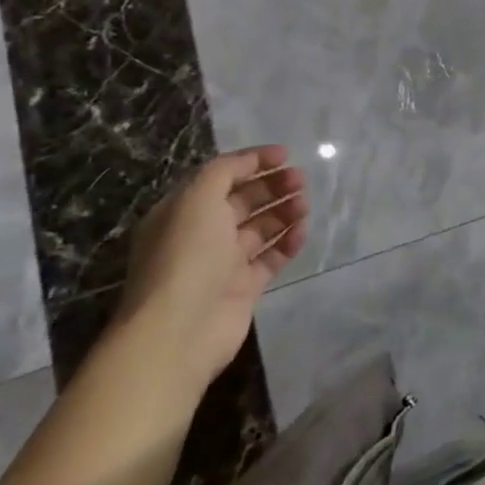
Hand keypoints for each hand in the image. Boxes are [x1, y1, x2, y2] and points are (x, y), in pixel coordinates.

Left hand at [111, 146, 308, 394]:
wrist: (180, 329)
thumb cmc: (186, 256)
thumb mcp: (197, 199)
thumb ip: (224, 172)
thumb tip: (250, 162)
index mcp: (183, 213)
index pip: (221, 178)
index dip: (252, 163)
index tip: (285, 154)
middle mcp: (201, 236)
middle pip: (243, 202)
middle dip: (272, 187)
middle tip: (300, 179)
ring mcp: (223, 264)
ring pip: (260, 229)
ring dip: (283, 212)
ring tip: (305, 204)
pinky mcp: (244, 288)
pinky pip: (271, 257)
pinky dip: (287, 242)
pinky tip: (302, 231)